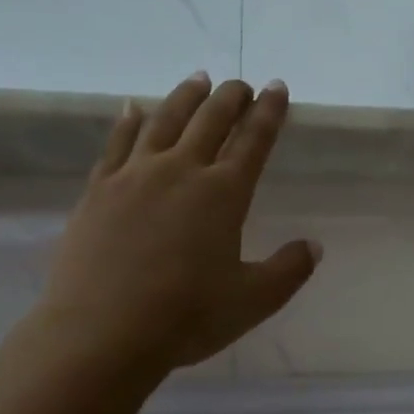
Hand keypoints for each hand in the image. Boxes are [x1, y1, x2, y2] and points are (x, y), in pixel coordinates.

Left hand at [34, 74, 318, 375]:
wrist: (100, 334)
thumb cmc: (185, 317)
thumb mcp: (252, 301)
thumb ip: (289, 270)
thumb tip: (315, 246)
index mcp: (224, 193)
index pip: (254, 140)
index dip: (270, 111)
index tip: (277, 87)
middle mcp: (181, 171)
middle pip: (210, 119)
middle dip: (231, 96)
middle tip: (241, 84)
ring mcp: (135, 176)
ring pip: (164, 119)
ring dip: (185, 96)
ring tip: (198, 79)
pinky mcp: (99, 190)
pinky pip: (117, 143)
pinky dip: (129, 120)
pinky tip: (133, 108)